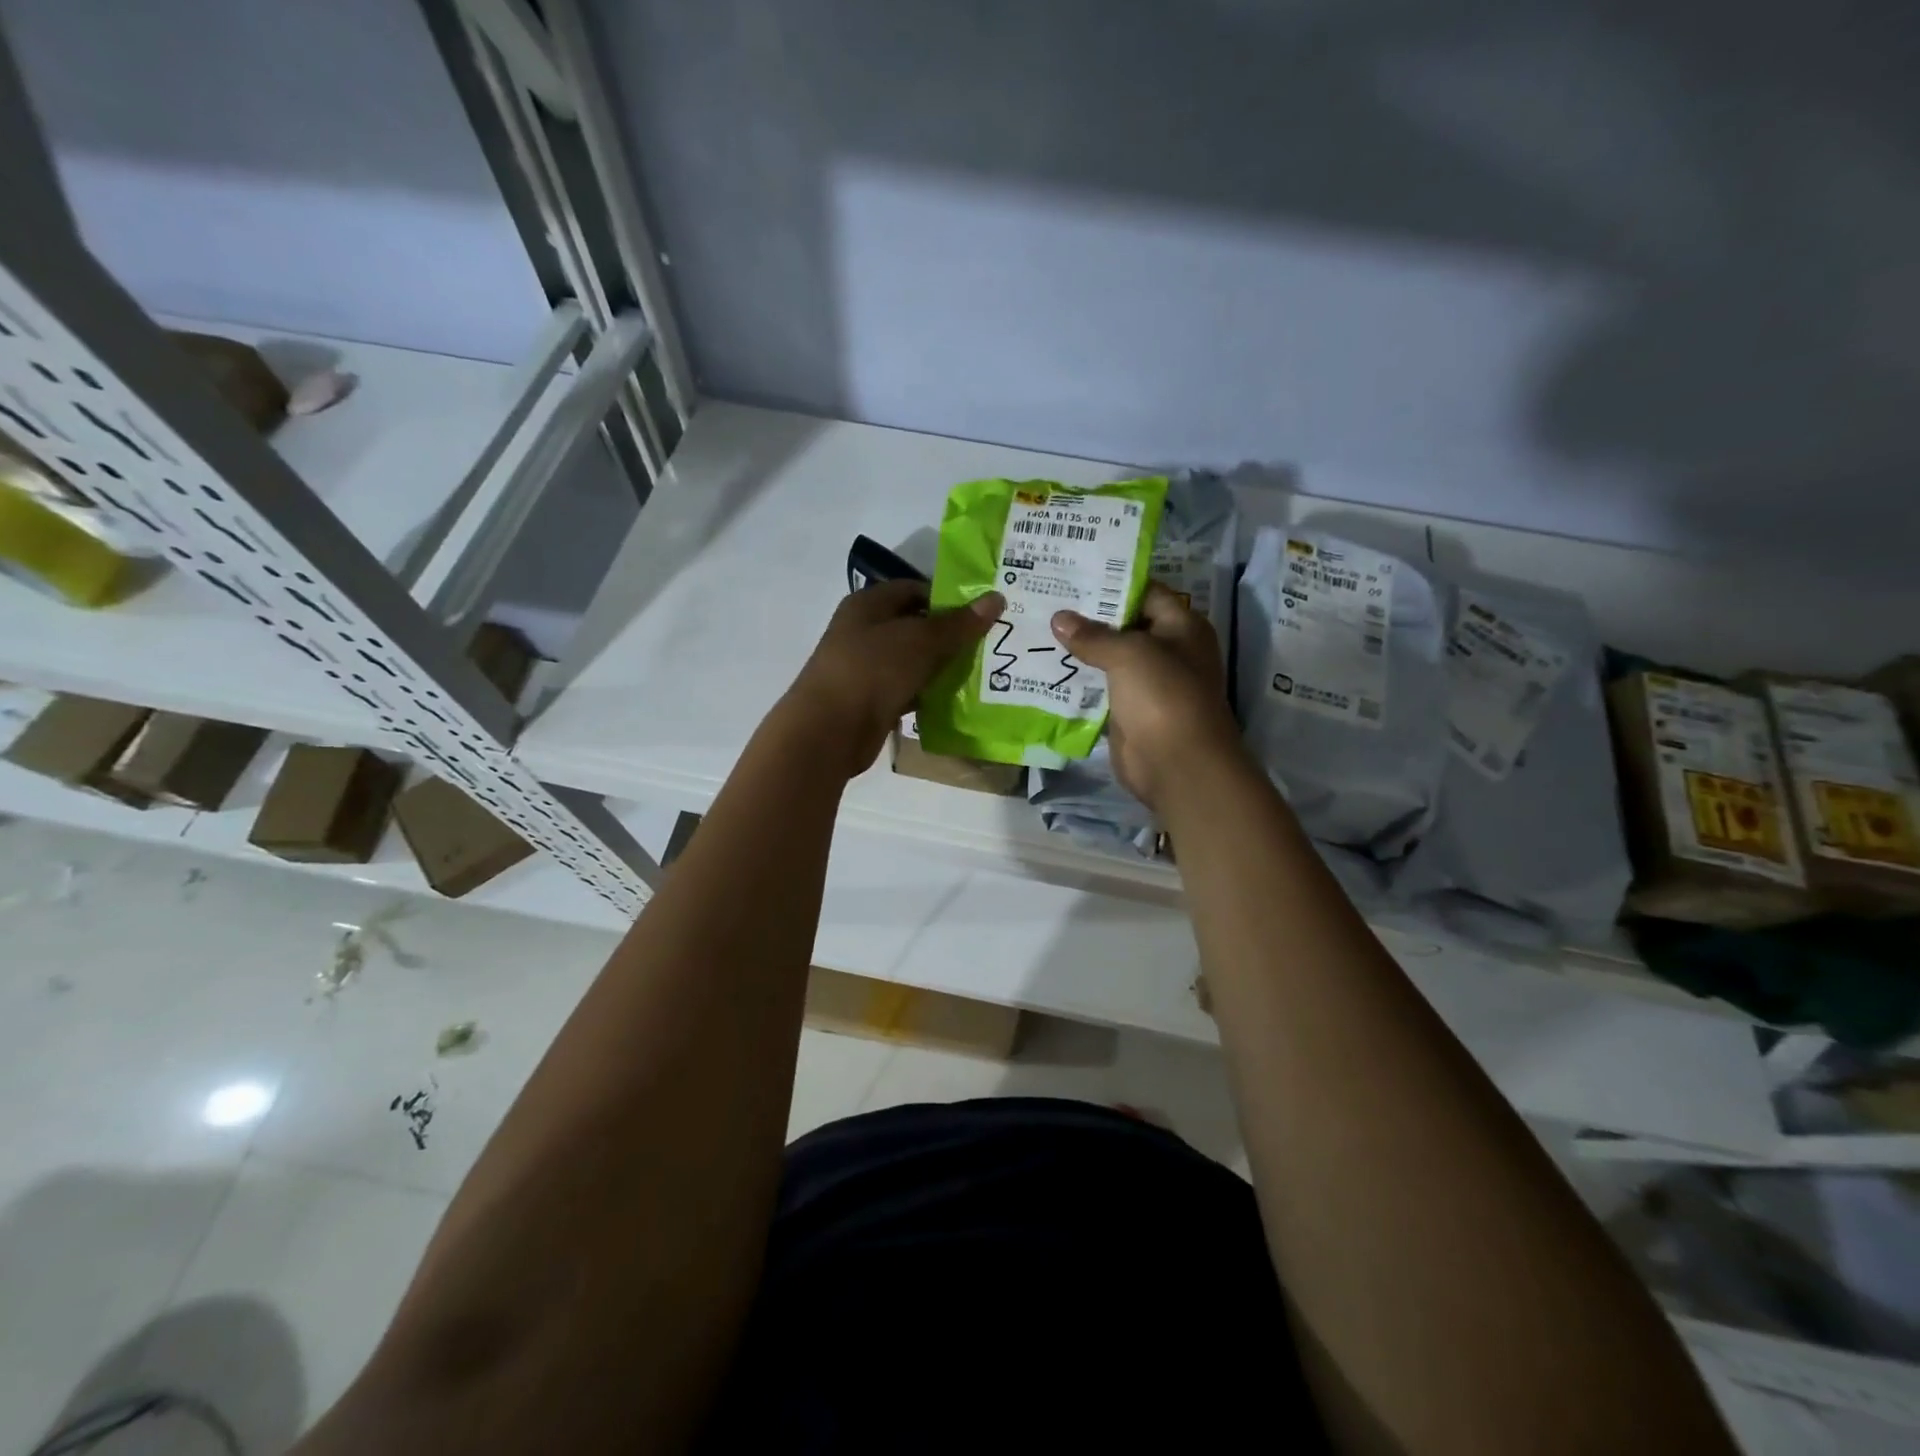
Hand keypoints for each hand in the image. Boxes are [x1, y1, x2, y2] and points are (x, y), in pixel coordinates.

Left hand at [779, 580, 1004, 778]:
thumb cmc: (873, 670)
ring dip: (940, 667)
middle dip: (949, 635)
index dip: (947, 598)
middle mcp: (863, 631)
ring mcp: (865, 668)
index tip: (981, 614)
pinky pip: (906, 690)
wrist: (830, 730)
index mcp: (868, 604)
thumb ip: (959, 623)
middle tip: (988, 645)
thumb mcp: (921, 640)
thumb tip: (996, 598)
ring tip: (980, 673)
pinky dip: (927, 694)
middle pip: (914, 626)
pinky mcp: (870, 700)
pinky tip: (954, 701)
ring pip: (912, 661)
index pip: (913, 589)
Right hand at [1051, 582, 1242, 811]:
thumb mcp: (1129, 654)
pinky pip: (1099, 688)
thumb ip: (1093, 635)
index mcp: (1181, 626)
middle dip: (1087, 616)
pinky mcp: (1128, 711)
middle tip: (1046, 599)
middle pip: (1124, 624)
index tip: (1071, 574)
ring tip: (1038, 628)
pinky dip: (1077, 680)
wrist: (1177, 764)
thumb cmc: (1163, 695)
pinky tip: (1045, 667)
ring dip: (1079, 649)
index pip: (1145, 592)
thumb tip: (1059, 618)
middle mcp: (1167, 650)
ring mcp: (1147, 683)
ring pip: (1108, 658)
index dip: (1111, 582)